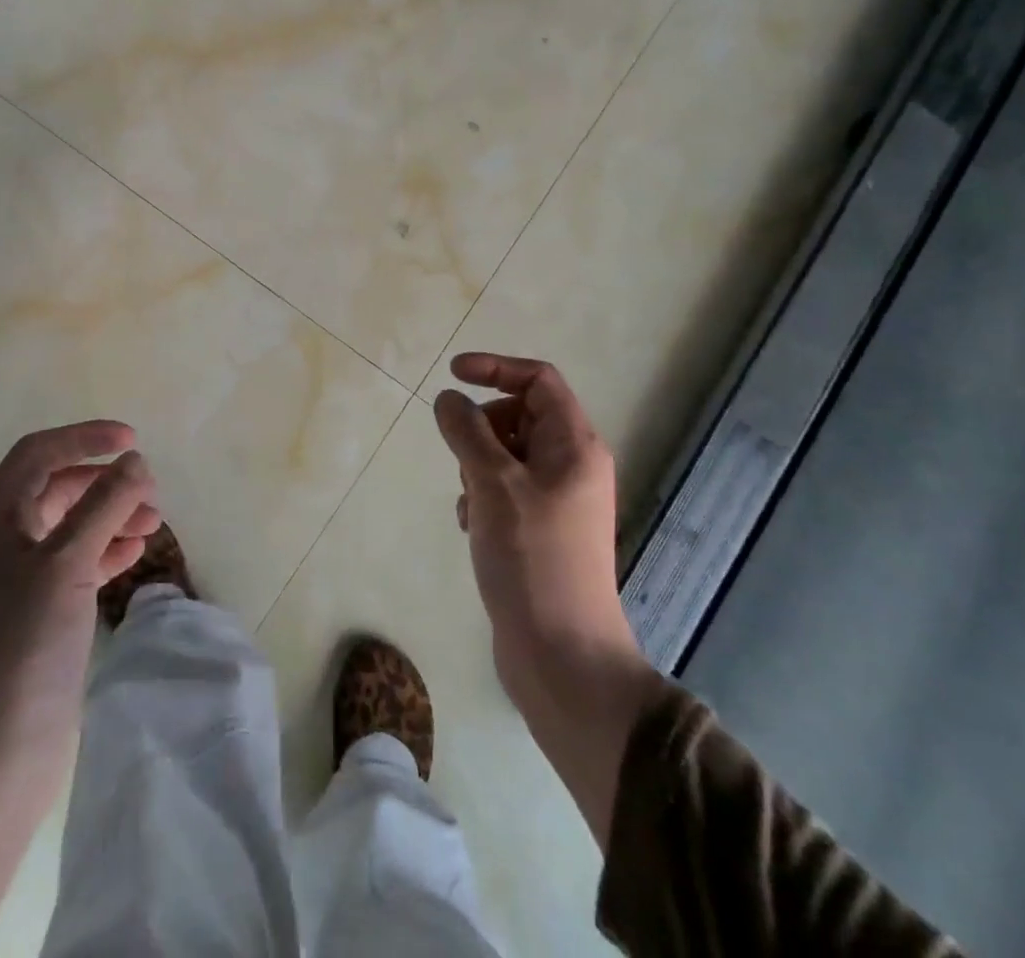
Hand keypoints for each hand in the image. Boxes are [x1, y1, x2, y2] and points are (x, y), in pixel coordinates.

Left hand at [0, 421, 158, 951]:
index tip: (133, 440)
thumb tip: (134, 461)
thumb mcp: (65, 565)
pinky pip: (76, 565)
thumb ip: (104, 505)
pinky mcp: (36, 617)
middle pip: (56, 489)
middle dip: (104, 482)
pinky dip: (106, 551)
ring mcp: (17, 583)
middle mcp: (0, 544)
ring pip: (70, 527)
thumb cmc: (19, 649)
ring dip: (111, 516)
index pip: (38, 454)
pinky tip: (134, 554)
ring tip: (153, 523)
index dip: (84, 438)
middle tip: (150, 491)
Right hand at [433, 354, 663, 844]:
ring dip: (477, 465)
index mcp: (575, 446)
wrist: (561, 655)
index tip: (452, 375)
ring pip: (508, 454)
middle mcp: (573, 467)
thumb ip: (467, 432)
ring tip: (468, 502)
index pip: (539, 380)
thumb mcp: (493, 484)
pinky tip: (471, 526)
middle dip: (482, 427)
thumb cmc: (532, 558)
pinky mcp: (542, 532)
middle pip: (522, 415)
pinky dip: (482, 496)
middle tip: (462, 458)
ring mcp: (559, 501)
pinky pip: (505, 490)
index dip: (495, 368)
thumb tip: (449, 398)